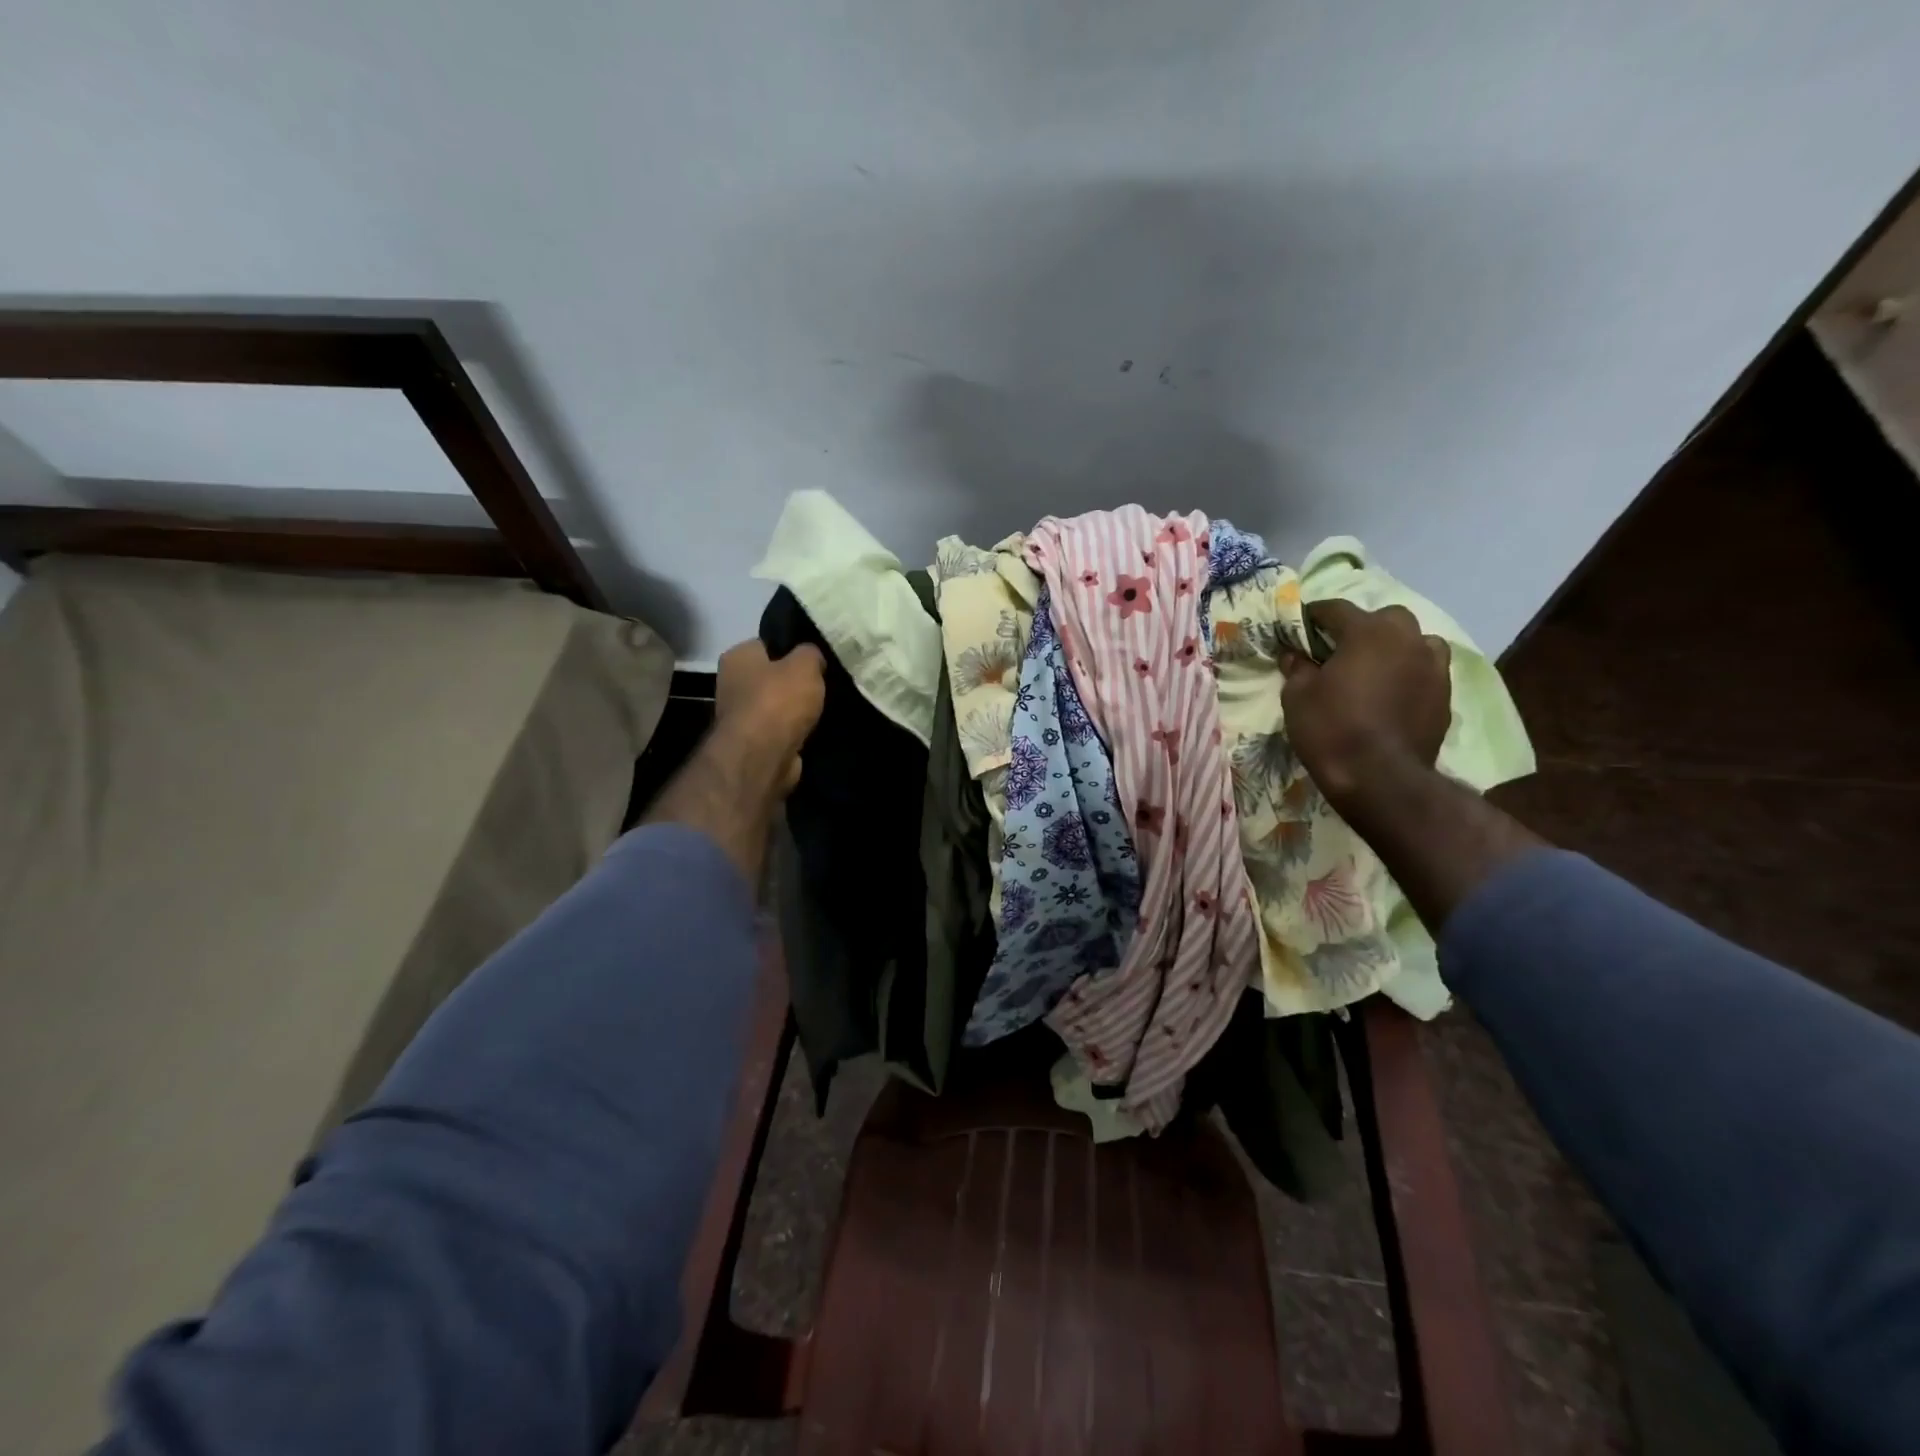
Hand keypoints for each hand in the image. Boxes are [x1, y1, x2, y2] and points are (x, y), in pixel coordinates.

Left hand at [715, 639, 826, 794]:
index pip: (766, 644)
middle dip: (795, 682)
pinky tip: (815, 730)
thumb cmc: (779, 700)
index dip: (791, 648)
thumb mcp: (805, 664)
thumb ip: (811, 653)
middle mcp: (732, 683)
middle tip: (823, 683)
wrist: (763, 756)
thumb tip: (812, 657)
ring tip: (824, 708)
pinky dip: (795, 732)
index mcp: (737, 657)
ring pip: (777, 706)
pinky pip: (780, 730)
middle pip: (771, 676)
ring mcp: (740, 717)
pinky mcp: (753, 744)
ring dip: (796, 710)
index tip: (815, 658)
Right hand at [1279, 600, 1450, 809]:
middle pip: (1385, 618)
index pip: (1336, 609)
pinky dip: (1410, 674)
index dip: (1315, 616)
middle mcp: (1407, 639)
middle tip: (1341, 650)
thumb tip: (1295, 654)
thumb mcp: (1297, 696)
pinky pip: (1427, 671)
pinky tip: (1393, 694)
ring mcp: (1433, 666)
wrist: (1380, 778)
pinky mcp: (1445, 695)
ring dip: (1395, 647)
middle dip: (1362, 627)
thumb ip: (1297, 668)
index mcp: (1367, 632)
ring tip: (1375, 669)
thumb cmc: (1331, 728)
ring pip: (1416, 641)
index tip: (1301, 626)